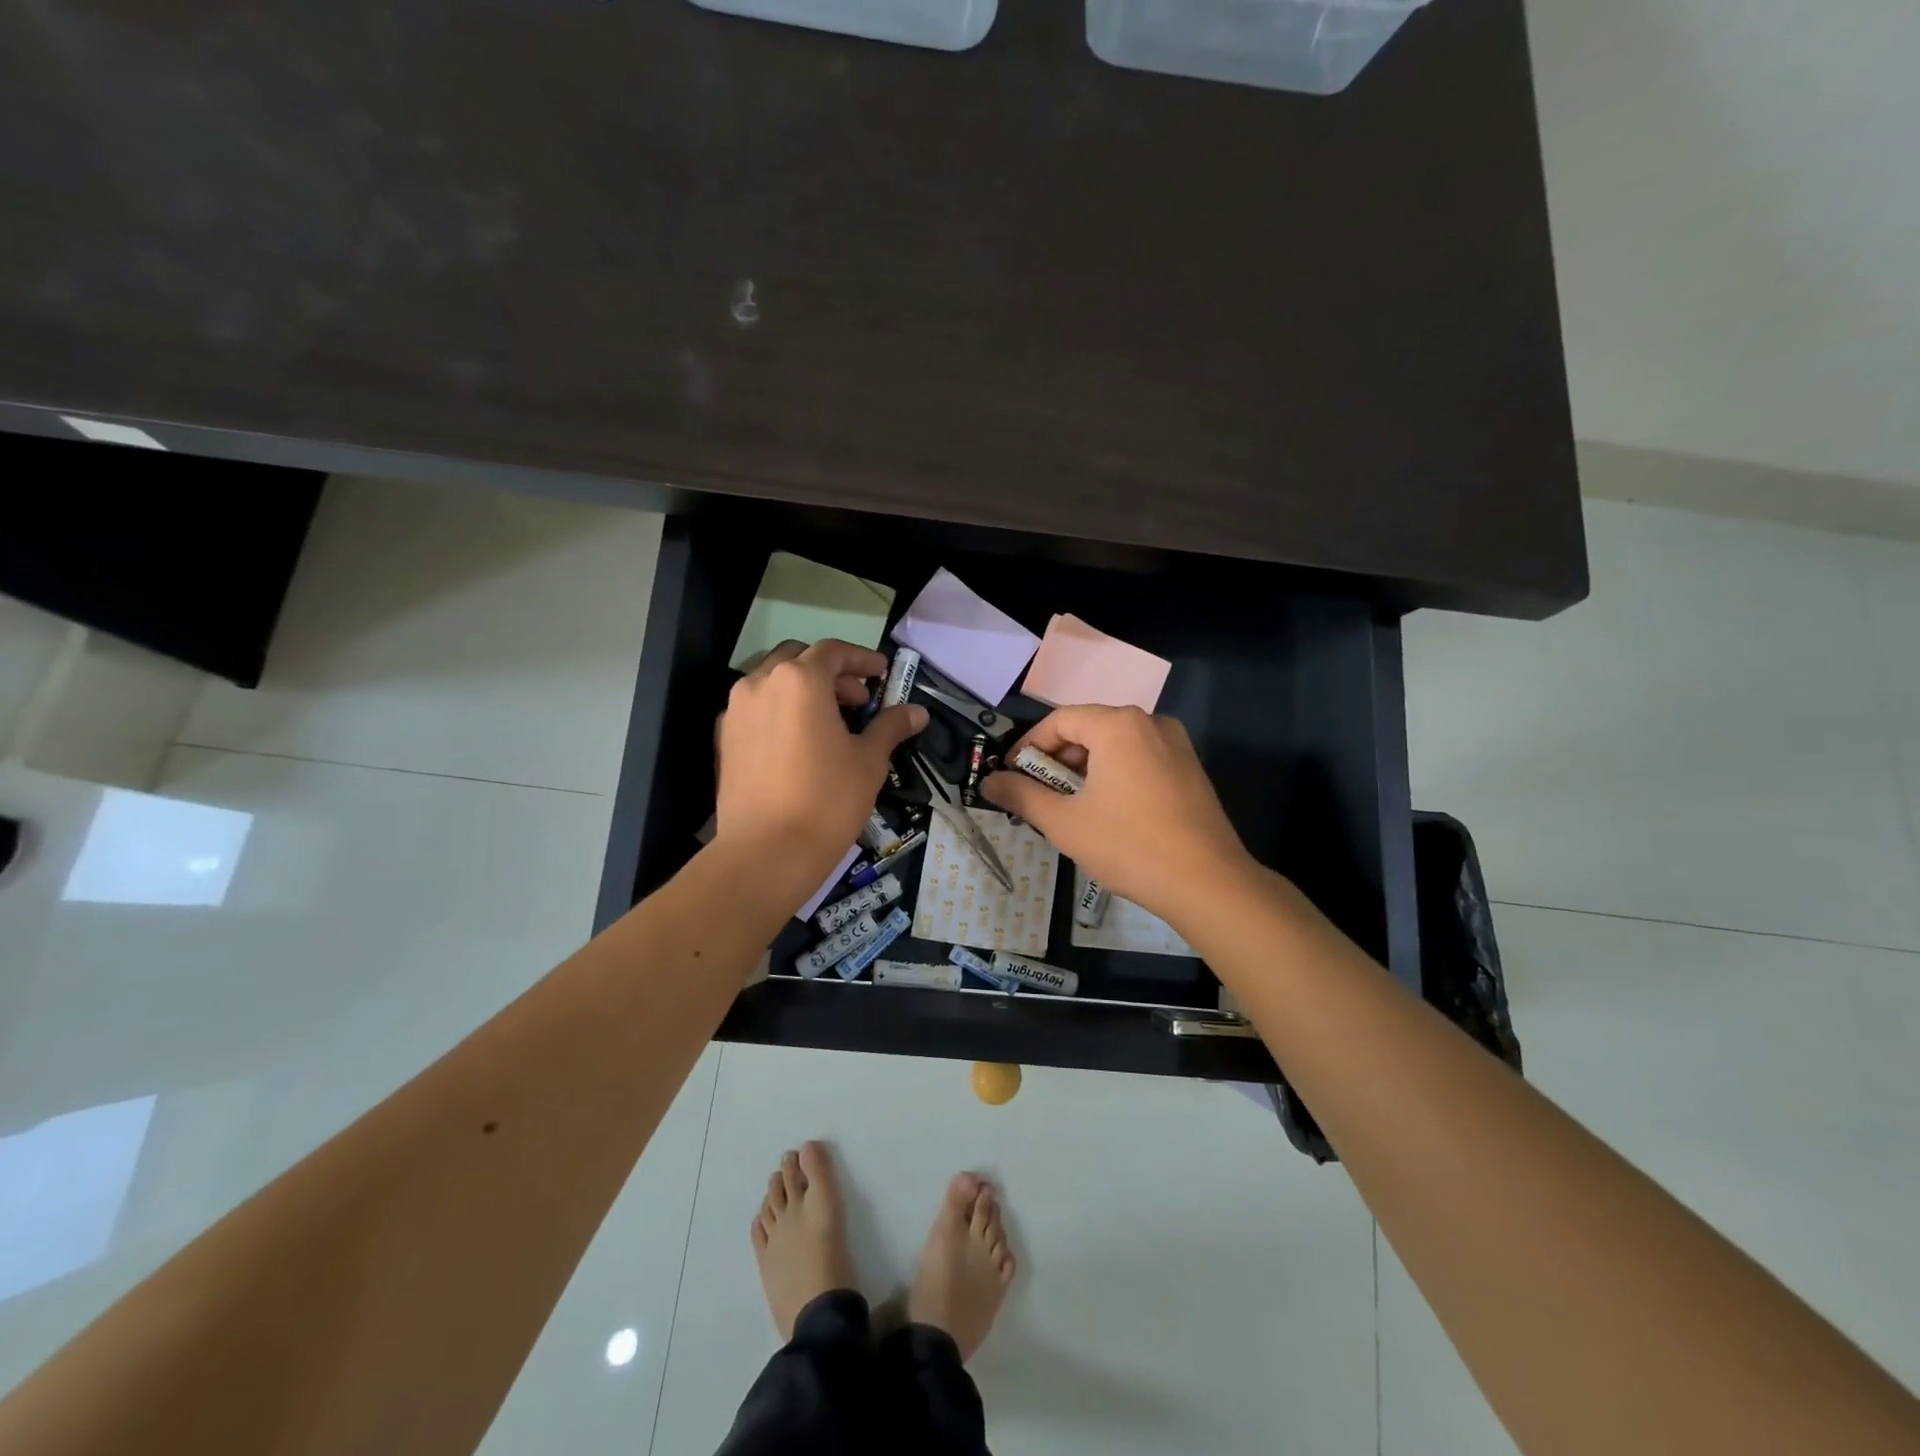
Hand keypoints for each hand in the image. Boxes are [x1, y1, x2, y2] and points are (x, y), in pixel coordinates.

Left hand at [715, 640, 926, 905]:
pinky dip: (780, 711)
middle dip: (831, 672)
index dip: (861, 659)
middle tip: (858, 701)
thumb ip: (890, 727)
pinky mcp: (724, 738)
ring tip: (829, 722)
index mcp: (799, 680)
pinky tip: (799, 742)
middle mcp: (760, 683)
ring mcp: (736, 710)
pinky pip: (756, 709)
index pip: (833, 651)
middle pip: (799, 659)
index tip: (882, 674)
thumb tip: (918, 712)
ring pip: (773, 682)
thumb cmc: (827, 799)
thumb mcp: (869, 761)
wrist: (766, 852)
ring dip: (803, 690)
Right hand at [982, 706, 1253, 922]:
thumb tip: (988, 782)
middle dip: (1057, 760)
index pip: (1060, 720)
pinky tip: (1106, 812)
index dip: (1029, 746)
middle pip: (1089, 729)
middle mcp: (1150, 723)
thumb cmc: (1129, 845)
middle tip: (1037, 795)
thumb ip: (1022, 795)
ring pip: (1115, 746)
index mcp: (1119, 724)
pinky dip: (1114, 776)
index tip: (1011, 775)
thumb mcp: (1064, 822)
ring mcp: (1176, 745)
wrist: (1208, 883)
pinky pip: (1140, 760)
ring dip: (1085, 770)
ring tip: (1067, 807)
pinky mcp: (1190, 770)